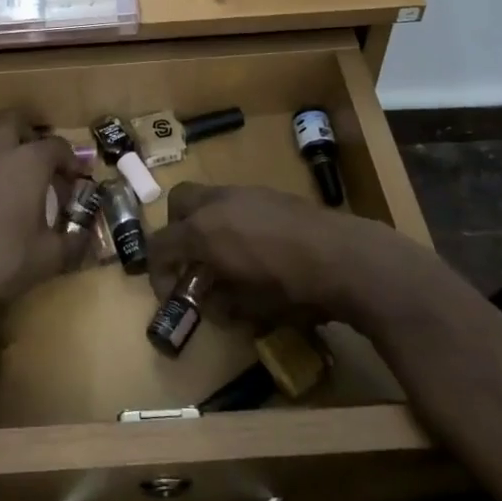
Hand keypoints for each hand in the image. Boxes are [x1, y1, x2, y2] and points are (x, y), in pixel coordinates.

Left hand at [0, 113, 87, 333]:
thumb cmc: (4, 259)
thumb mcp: (49, 257)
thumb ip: (73, 242)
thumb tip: (84, 237)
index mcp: (28, 162)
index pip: (56, 146)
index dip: (70, 159)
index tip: (76, 177)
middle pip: (14, 122)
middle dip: (29, 133)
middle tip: (40, 160)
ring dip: (4, 151)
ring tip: (14, 181)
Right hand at [149, 183, 434, 328]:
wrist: (344, 256)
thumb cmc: (291, 287)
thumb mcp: (250, 308)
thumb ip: (222, 302)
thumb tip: (212, 303)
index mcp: (203, 231)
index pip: (161, 244)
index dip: (158, 271)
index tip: (170, 293)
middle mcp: (217, 203)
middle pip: (178, 203)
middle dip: (177, 229)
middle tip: (191, 259)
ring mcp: (245, 192)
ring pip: (209, 197)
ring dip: (206, 221)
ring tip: (226, 253)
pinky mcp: (270, 192)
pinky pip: (237, 200)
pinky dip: (233, 218)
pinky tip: (257, 245)